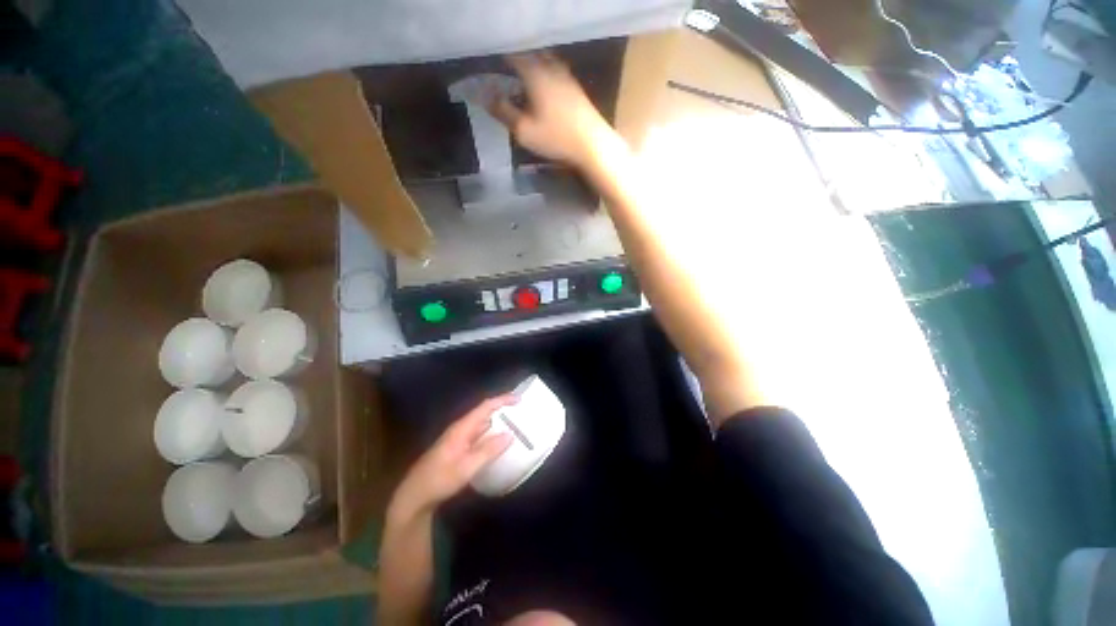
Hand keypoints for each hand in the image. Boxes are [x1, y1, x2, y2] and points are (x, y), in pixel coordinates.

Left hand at [390, 396, 514, 520]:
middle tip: (520, 410)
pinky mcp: (457, 448)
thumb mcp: (467, 467)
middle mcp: (460, 428)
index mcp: (462, 428)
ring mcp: (458, 438)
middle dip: (501, 408)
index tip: (519, 398)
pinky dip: (490, 433)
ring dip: (496, 421)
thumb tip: (510, 434)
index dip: (502, 400)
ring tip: (513, 423)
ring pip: (481, 424)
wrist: (414, 496)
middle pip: (484, 412)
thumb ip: (489, 450)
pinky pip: (478, 434)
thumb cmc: (440, 479)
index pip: (485, 406)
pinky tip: (497, 442)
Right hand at [488, 52, 618, 169]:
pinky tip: (543, 90)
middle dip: (516, 60)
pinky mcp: (576, 88)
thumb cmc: (556, 138)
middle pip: (530, 54)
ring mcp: (566, 76)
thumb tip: (484, 95)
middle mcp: (551, 67)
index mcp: (535, 72)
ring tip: (523, 81)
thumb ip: (503, 111)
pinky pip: (556, 72)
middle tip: (506, 73)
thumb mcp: (523, 130)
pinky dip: (545, 75)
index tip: (491, 66)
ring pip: (545, 61)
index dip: (500, 58)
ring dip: (532, 66)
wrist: (592, 144)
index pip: (513, 54)